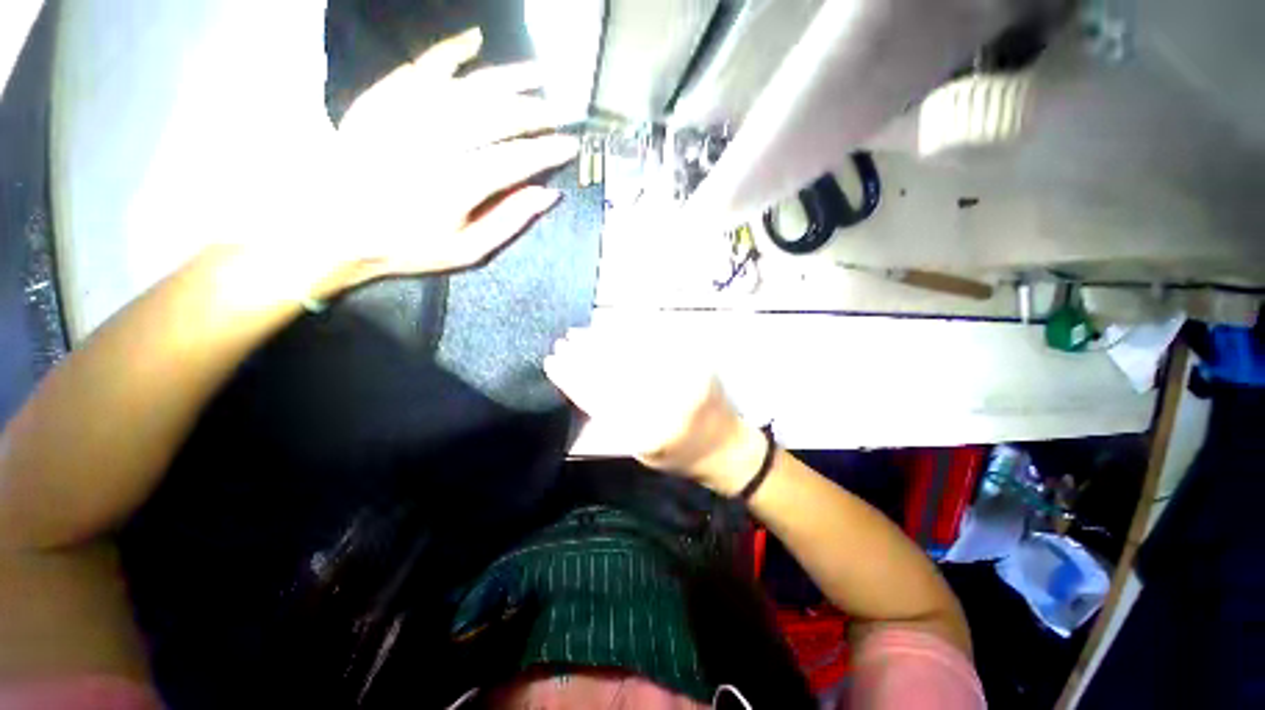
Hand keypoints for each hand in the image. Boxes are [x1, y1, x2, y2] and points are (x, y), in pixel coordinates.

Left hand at [308, 28, 578, 296]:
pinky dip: (450, 51)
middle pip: (494, 116)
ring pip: (466, 86)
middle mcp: (433, 142)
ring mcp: (404, 115)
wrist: (335, 228)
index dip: (547, 151)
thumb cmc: (408, 246)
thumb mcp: (467, 250)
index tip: (570, 146)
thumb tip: (548, 194)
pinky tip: (474, 41)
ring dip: (506, 79)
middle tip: (556, 115)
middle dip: (533, 114)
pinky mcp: (384, 99)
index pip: (515, 160)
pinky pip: (421, 67)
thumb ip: (509, 221)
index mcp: (456, 186)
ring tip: (536, 75)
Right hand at [544, 325, 767, 493]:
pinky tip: (611, 328)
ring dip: (602, 340)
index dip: (573, 377)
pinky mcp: (696, 360)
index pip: (600, 396)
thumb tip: (582, 383)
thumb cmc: (678, 454)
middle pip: (615, 370)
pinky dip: (629, 332)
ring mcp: (685, 375)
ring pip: (633, 350)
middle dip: (583, 354)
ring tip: (579, 333)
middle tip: (562, 343)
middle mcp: (668, 400)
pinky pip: (656, 340)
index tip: (553, 362)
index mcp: (650, 430)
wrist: (725, 445)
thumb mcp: (639, 450)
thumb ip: (612, 419)